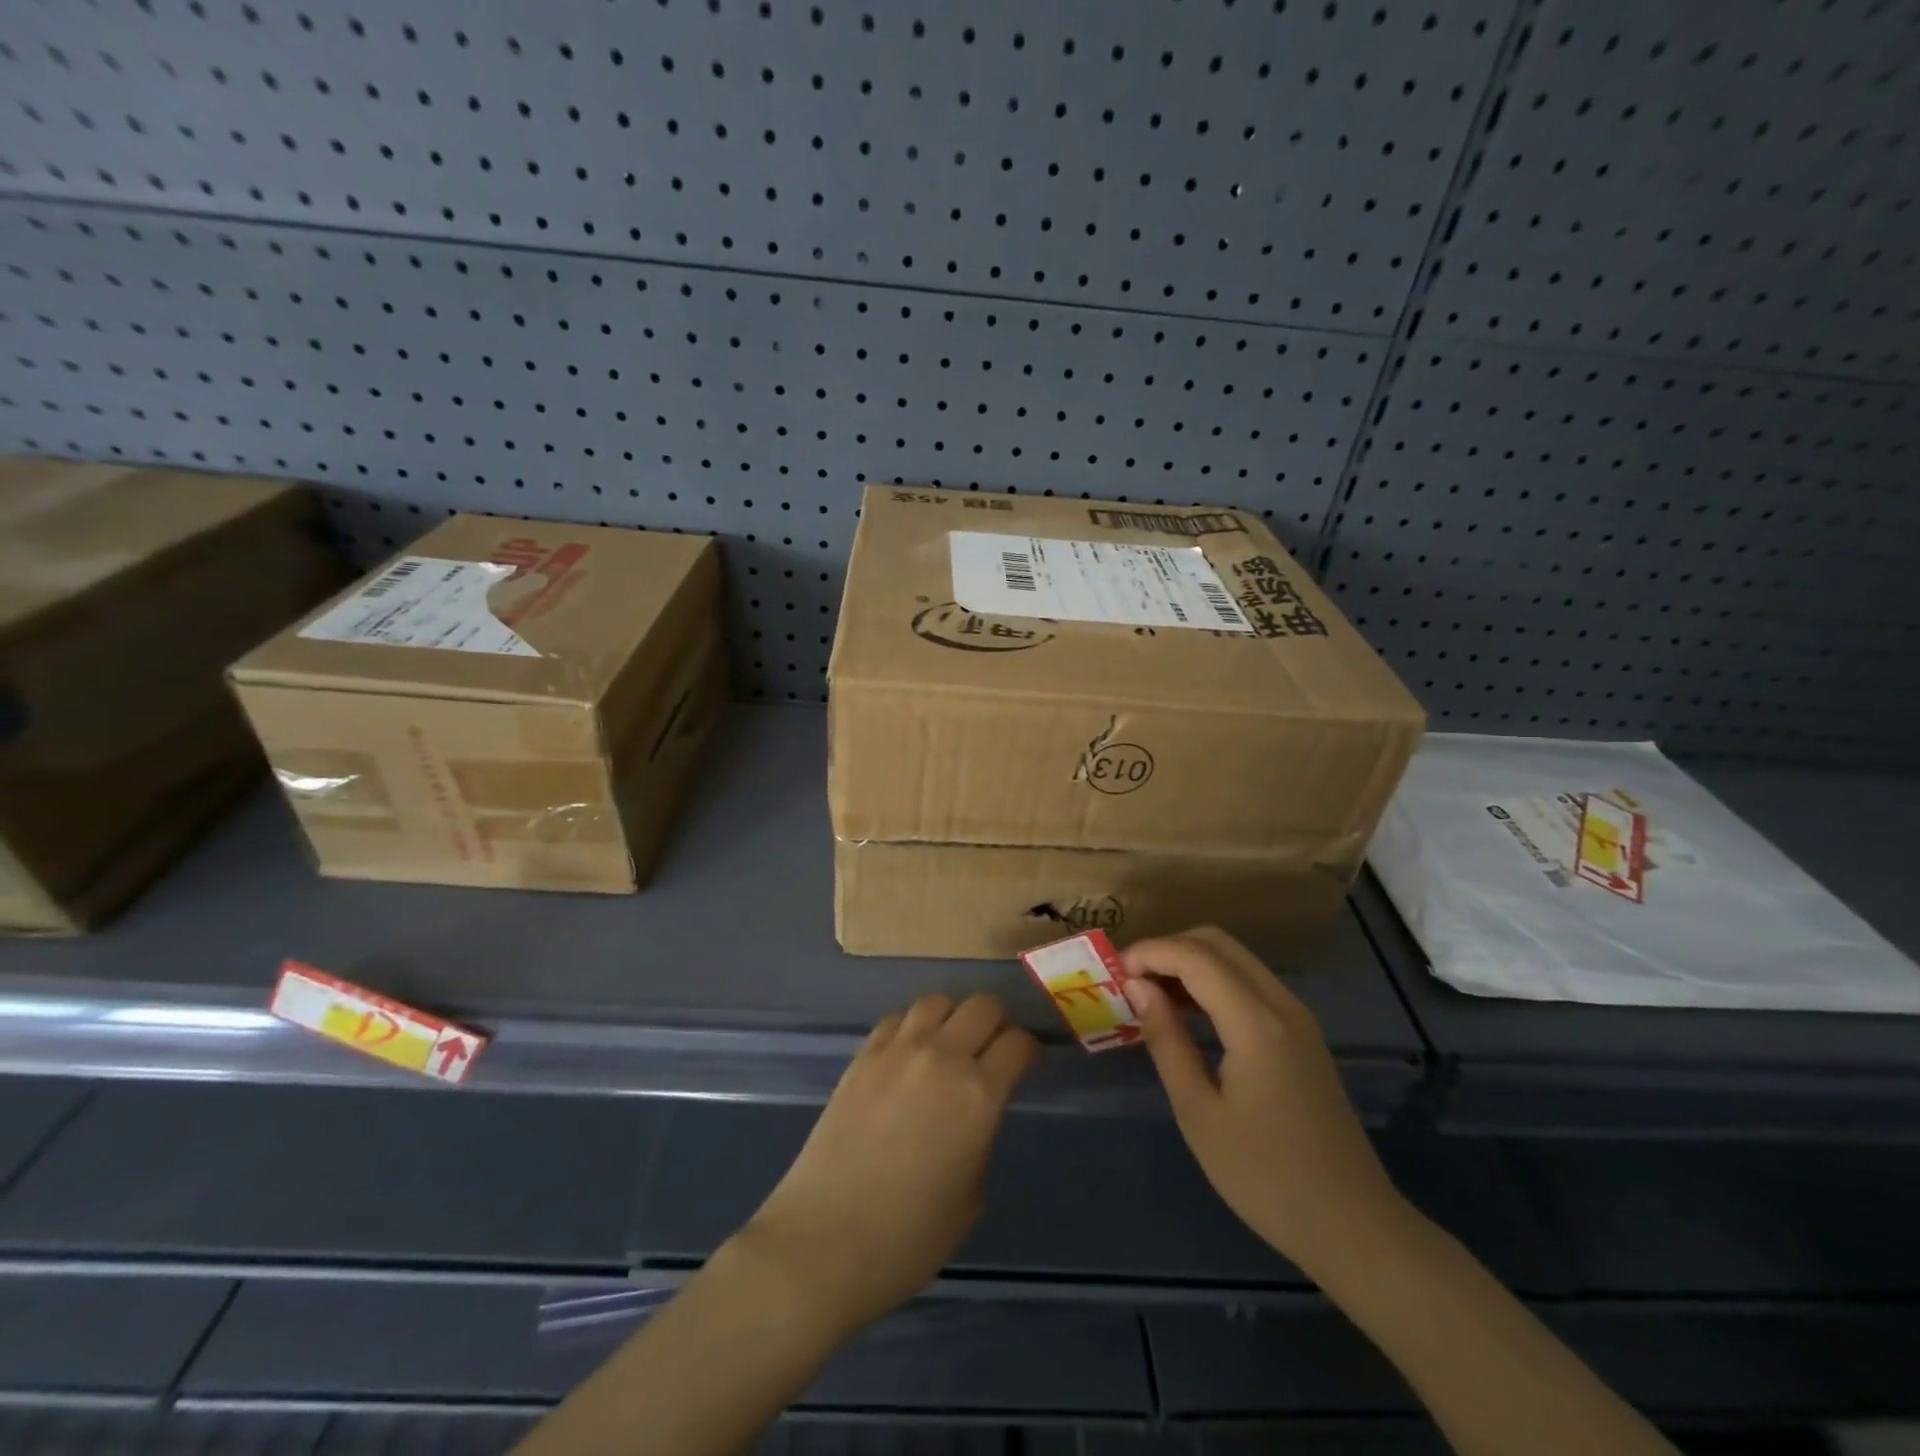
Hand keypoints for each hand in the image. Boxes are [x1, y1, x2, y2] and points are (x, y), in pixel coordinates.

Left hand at [737, 993, 1038, 1338]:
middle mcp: (942, 1057)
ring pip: (938, 1000)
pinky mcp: (861, 1056)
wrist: (822, 1243)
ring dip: (952, 1018)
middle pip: (983, 1006)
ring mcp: (897, 1051)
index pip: (1019, 1043)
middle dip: (997, 1023)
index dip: (1029, 1052)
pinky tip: (907, 1056)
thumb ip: (981, 1137)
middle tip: (992, 1051)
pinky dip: (911, 1028)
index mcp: (979, 1095)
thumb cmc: (907, 1239)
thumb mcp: (970, 1197)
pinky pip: (897, 1019)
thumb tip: (976, 1110)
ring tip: (949, 1045)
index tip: (1026, 1065)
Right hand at [1120, 926, 1405, 1277]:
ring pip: (1235, 959)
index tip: (1113, 973)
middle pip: (1217, 943)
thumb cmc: (1265, 1177)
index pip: (1194, 956)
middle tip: (1131, 981)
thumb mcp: (1198, 1112)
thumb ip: (1166, 1039)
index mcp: (1256, 1023)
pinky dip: (1212, 981)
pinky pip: (1250, 983)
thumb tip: (1137, 987)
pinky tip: (1187, 1013)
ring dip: (1190, 963)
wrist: (1353, 1226)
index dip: (1149, 953)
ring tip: (1149, 995)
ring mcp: (1297, 1017)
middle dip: (1168, 949)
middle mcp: (1281, 1004)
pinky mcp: (1302, 1034)